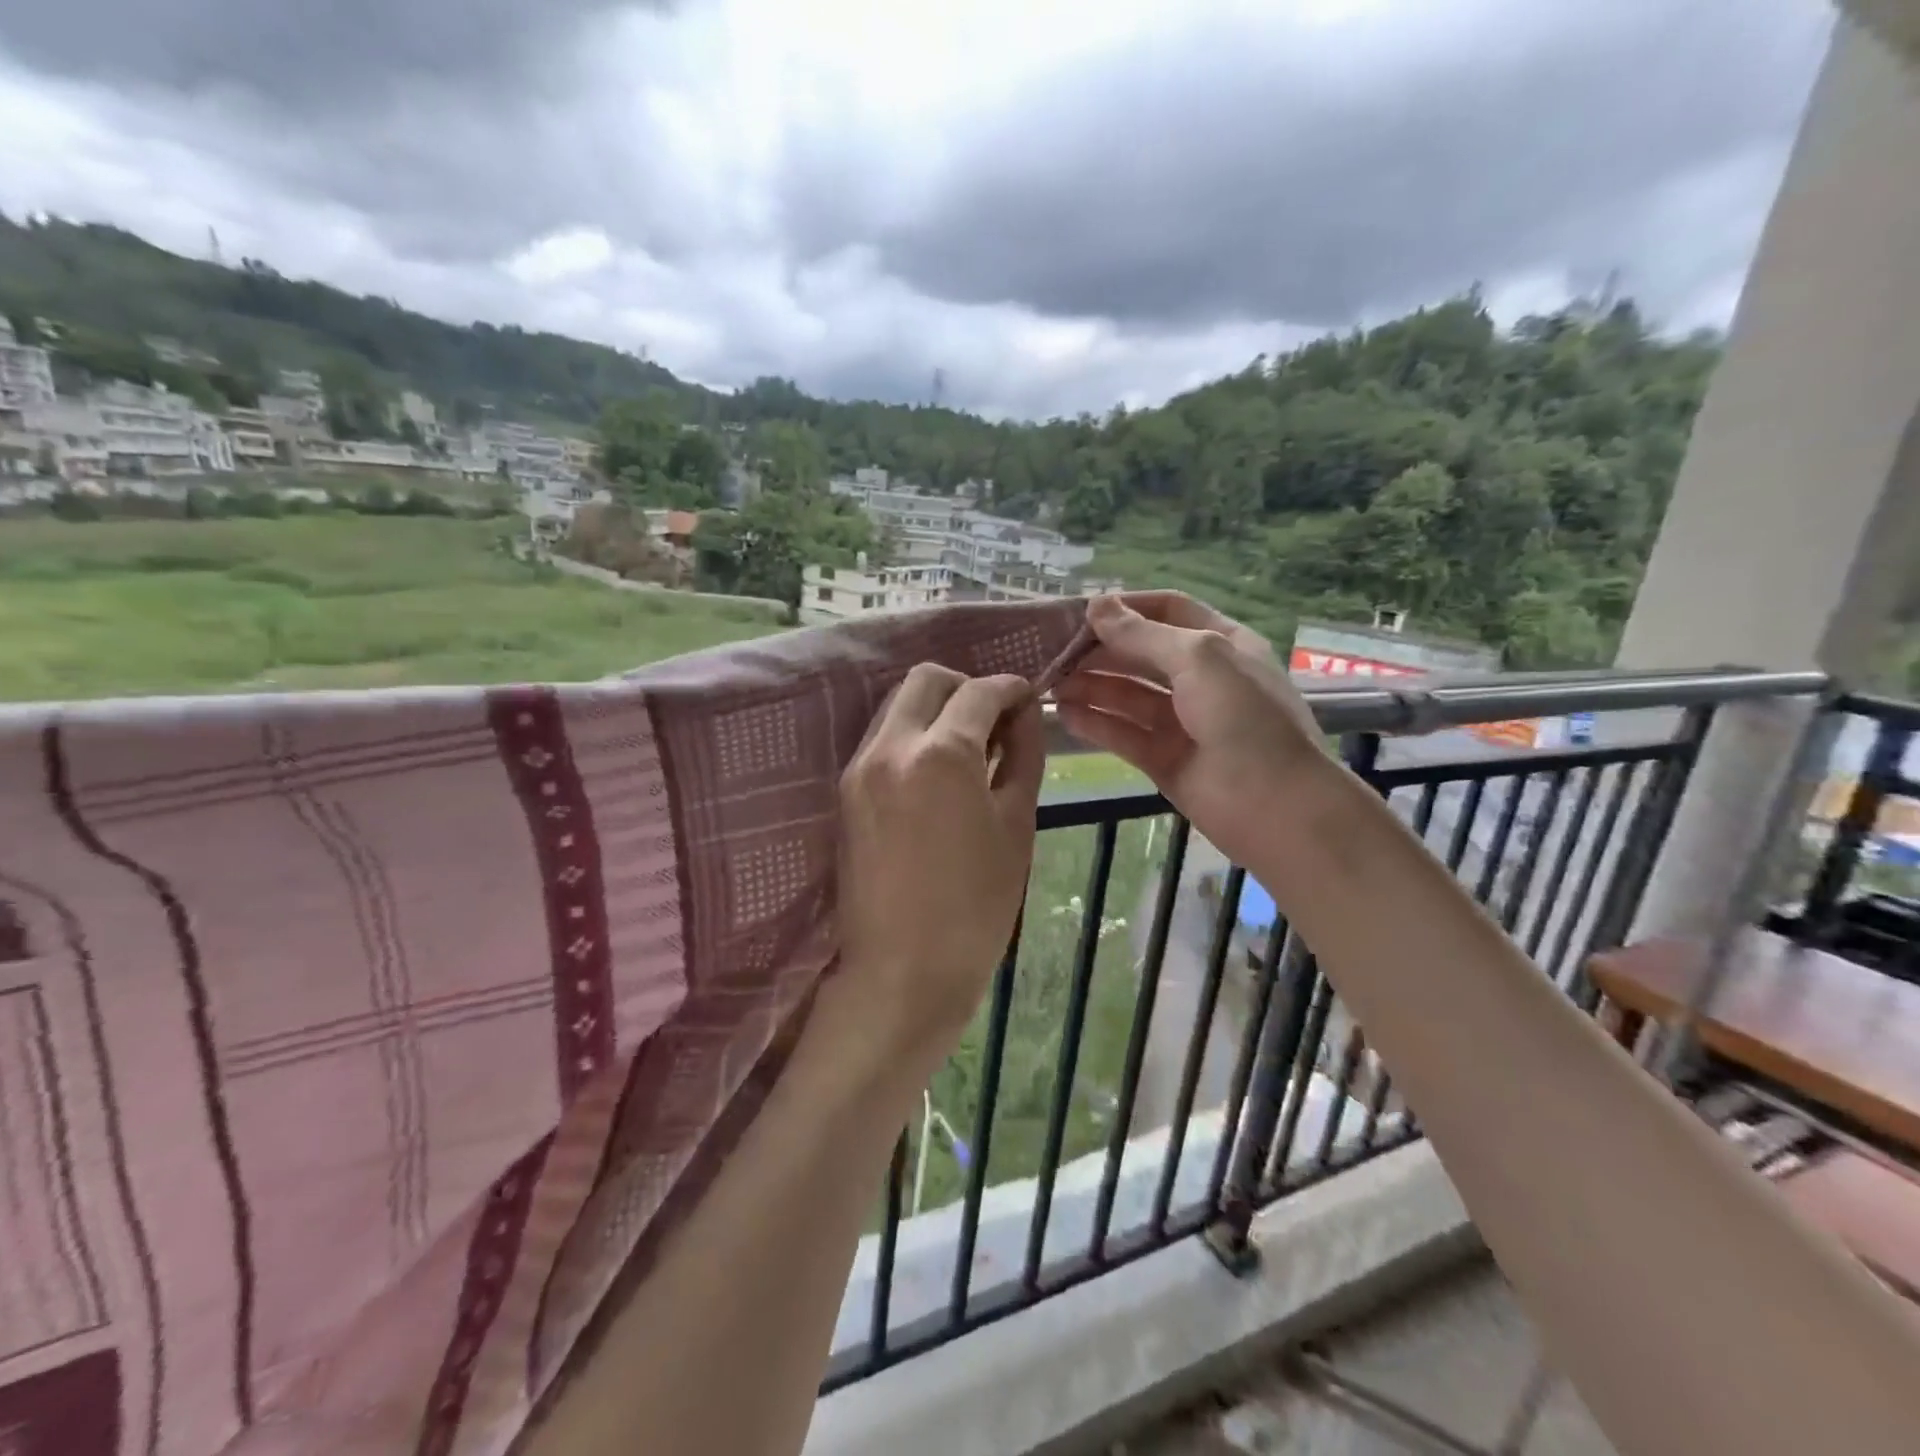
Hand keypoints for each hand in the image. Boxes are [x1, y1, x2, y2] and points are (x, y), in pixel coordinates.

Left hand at [836, 664, 1044, 1066]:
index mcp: (941, 755)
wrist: (903, 970)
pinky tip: (936, 772)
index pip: (978, 692)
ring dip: (935, 709)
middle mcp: (890, 747)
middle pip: (925, 680)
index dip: (1010, 689)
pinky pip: (881, 738)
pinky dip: (912, 735)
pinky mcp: (845, 791)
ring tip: (967, 749)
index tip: (1029, 699)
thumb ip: (1022, 756)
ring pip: (897, 705)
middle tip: (994, 721)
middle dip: (965, 687)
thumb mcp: (1016, 825)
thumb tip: (1023, 714)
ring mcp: (859, 768)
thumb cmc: (977, 906)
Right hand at [1052, 592, 1325, 865]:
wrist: (1275, 806)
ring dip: (1090, 686)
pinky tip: (1064, 715)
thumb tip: (1097, 605)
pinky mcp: (1163, 759)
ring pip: (1127, 695)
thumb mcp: (1199, 659)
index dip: (1126, 607)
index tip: (1080, 610)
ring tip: (1049, 683)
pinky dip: (1095, 723)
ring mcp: (1181, 721)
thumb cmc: (1244, 718)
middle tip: (1052, 651)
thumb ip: (1143, 634)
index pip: (1168, 611)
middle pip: (1141, 653)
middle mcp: (1201, 678)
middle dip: (1099, 649)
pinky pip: (1123, 733)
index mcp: (1221, 644)